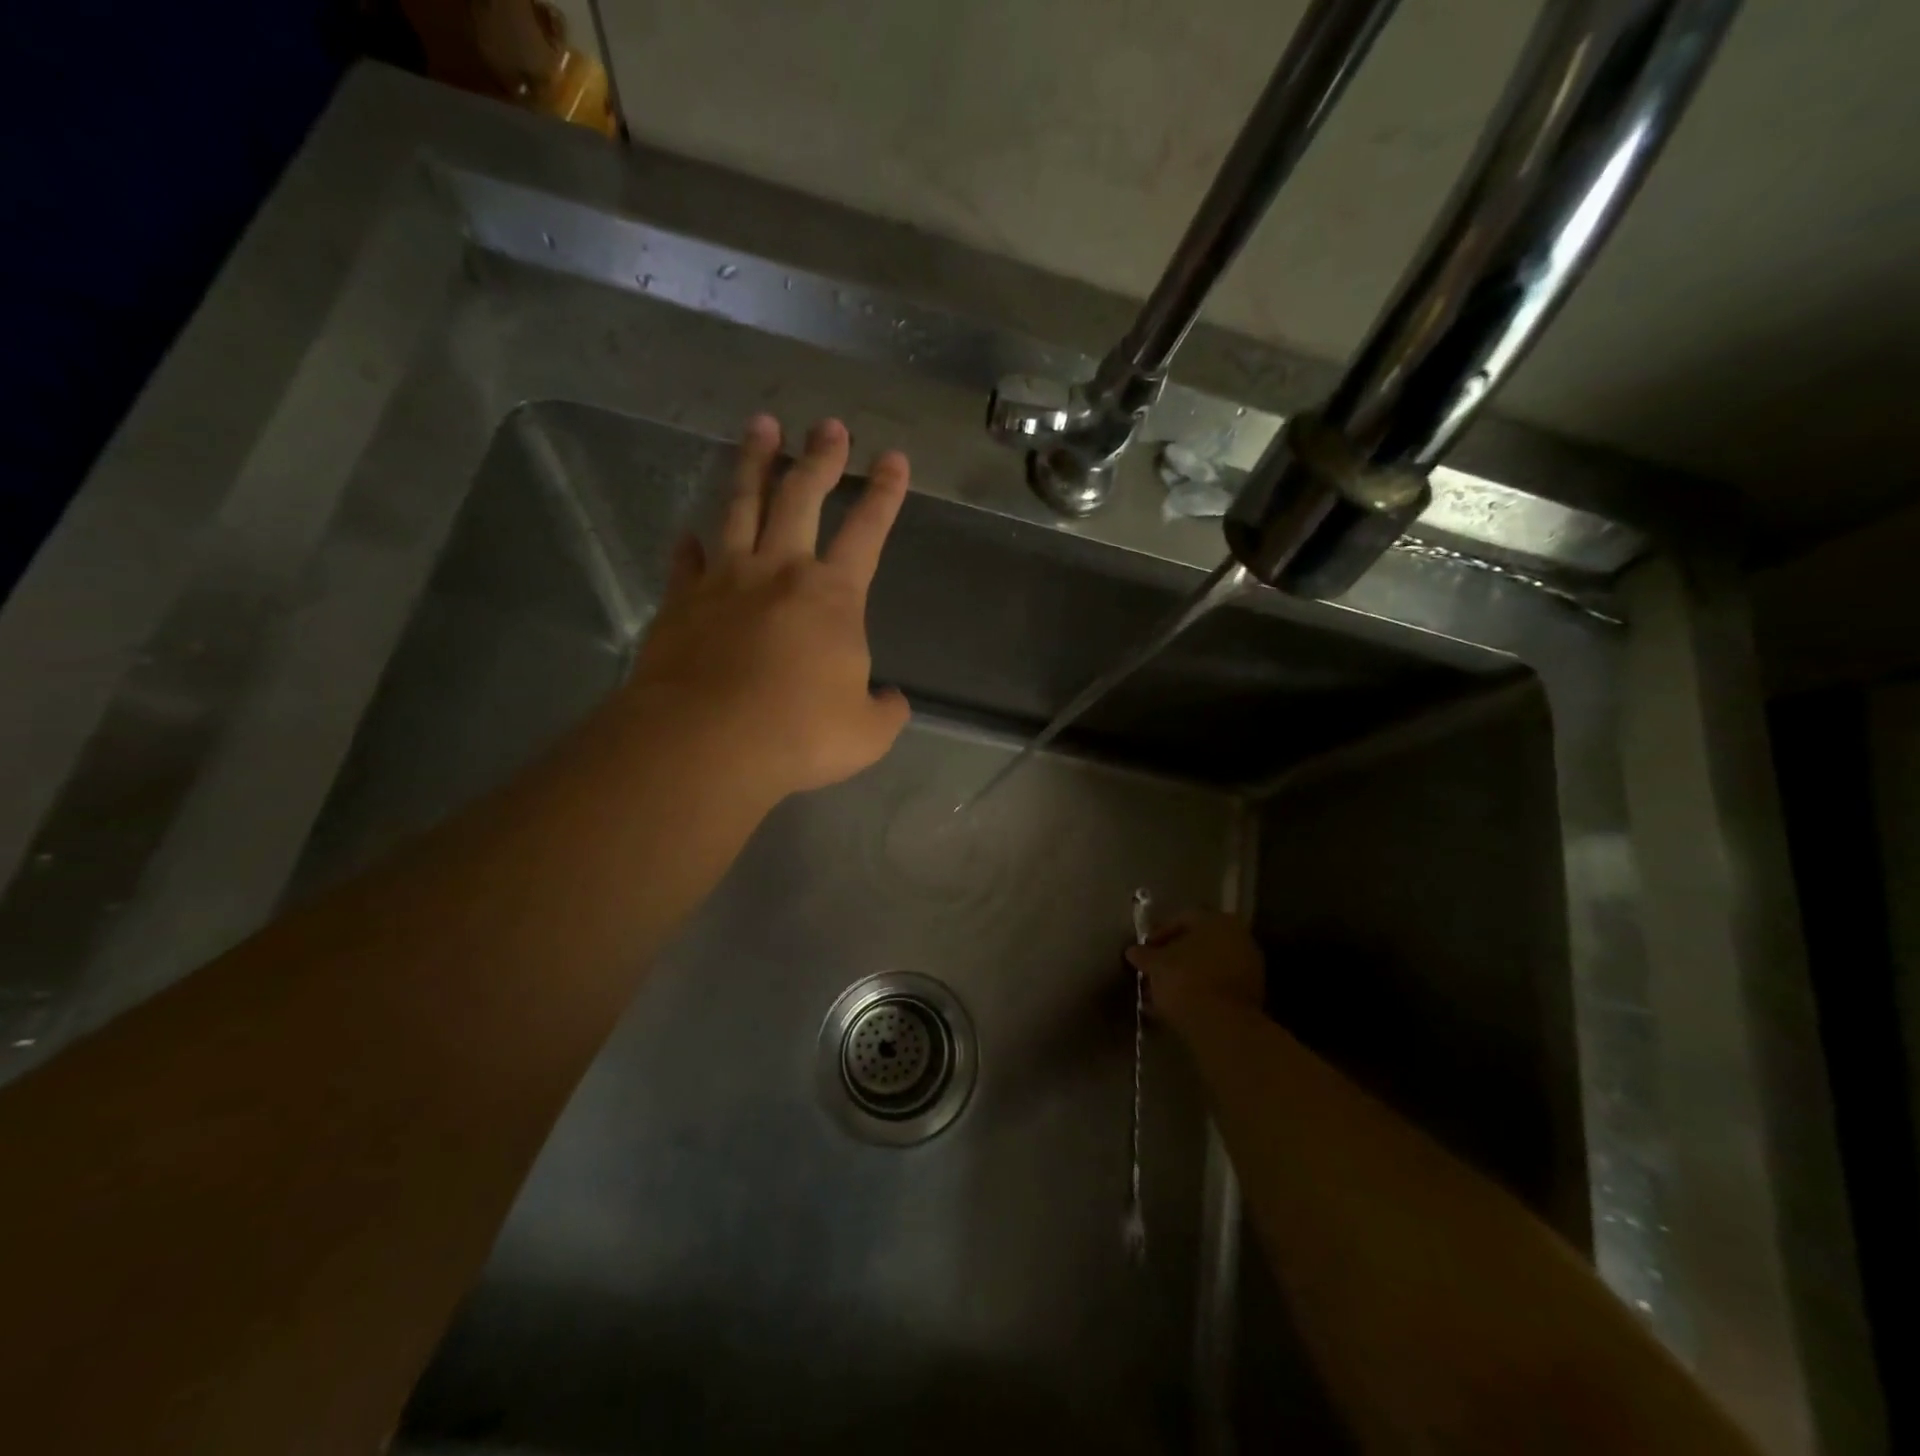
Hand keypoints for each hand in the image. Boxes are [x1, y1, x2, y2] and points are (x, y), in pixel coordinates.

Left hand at [625, 415, 911, 800]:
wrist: (708, 742)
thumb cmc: (800, 733)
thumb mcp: (867, 733)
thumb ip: (885, 711)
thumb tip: (892, 700)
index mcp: (833, 596)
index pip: (867, 531)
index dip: (885, 493)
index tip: (894, 458)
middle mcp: (779, 571)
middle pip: (800, 497)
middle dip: (820, 458)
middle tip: (828, 425)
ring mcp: (725, 581)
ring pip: (740, 506)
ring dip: (753, 464)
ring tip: (759, 428)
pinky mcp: (680, 602)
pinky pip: (686, 562)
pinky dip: (690, 546)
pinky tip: (689, 534)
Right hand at [1126, 909, 1264, 1032]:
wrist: (1222, 1025)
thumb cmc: (1185, 980)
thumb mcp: (1156, 964)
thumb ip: (1144, 955)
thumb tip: (1133, 951)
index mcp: (1216, 920)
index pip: (1182, 919)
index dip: (1159, 934)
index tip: (1145, 951)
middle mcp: (1238, 936)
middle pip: (1199, 942)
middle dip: (1175, 956)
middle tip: (1154, 970)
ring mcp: (1249, 965)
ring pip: (1209, 965)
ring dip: (1187, 975)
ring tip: (1163, 991)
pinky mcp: (1252, 994)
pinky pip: (1219, 984)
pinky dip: (1201, 990)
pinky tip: (1181, 1004)